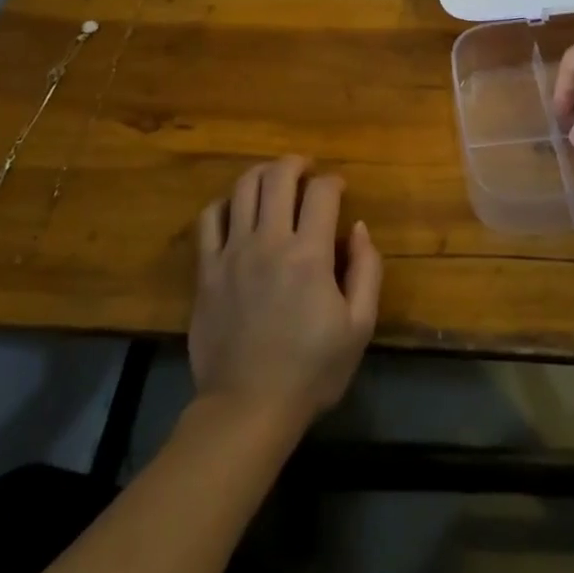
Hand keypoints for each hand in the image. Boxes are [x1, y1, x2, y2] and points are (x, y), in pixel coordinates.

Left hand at [189, 157, 381, 434]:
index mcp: (309, 254)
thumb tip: (359, 228)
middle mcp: (269, 241)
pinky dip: (225, 204)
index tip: (339, 190)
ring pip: (243, 188)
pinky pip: (209, 219)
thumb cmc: (311, 370)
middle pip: (278, 176)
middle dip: (296, 163)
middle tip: (306, 170)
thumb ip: (366, 270)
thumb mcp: (359, 327)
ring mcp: (233, 252)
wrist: (247, 409)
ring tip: (274, 181)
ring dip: (263, 174)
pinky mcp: (207, 270)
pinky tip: (236, 211)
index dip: (334, 182)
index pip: (321, 192)